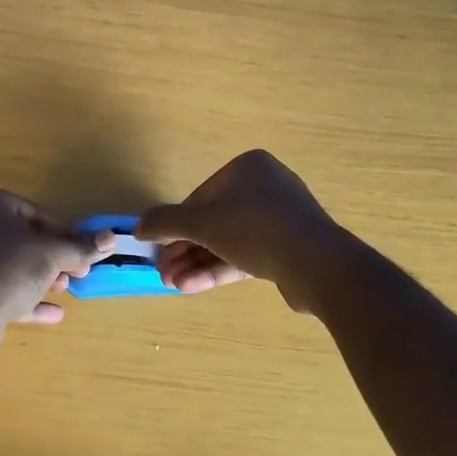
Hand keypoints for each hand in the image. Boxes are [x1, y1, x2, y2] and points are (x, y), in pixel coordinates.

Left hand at [0, 188, 112, 346]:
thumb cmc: (10, 265)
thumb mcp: (52, 253)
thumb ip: (81, 247)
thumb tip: (110, 238)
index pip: (32, 212)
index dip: (62, 232)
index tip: (82, 249)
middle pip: (20, 239)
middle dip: (51, 258)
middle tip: (76, 272)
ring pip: (9, 265)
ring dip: (39, 277)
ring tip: (64, 290)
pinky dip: (23, 298)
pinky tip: (53, 314)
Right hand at [137, 150, 345, 312]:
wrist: (318, 264)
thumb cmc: (255, 228)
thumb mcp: (202, 222)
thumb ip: (166, 222)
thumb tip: (138, 226)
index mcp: (248, 169)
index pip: (200, 197)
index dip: (175, 225)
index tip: (157, 248)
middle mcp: (265, 188)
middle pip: (213, 221)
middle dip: (184, 249)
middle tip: (163, 273)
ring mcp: (279, 221)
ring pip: (227, 242)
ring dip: (197, 262)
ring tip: (172, 284)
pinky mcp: (287, 250)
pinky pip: (246, 256)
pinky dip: (219, 269)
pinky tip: (192, 286)